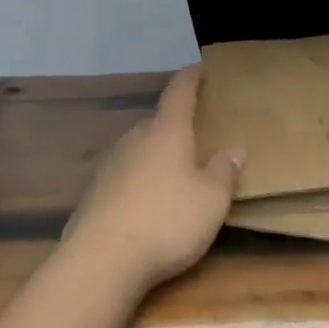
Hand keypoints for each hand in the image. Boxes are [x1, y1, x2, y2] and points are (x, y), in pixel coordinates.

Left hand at [65, 66, 244, 292]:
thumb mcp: (211, 199)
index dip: (191, 78)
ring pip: (140, 149)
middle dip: (176, 125)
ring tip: (176, 171)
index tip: (200, 67)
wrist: (101, 260)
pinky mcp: (94, 193)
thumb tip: (233, 149)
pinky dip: (140, 180)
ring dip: (157, 154)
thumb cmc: (167, 220)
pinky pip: (125, 175)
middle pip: (158, 122)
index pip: (179, 92)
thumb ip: (224, 171)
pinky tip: (149, 202)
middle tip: (197, 135)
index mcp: (166, 131)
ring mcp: (110, 165)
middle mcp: (135, 138)